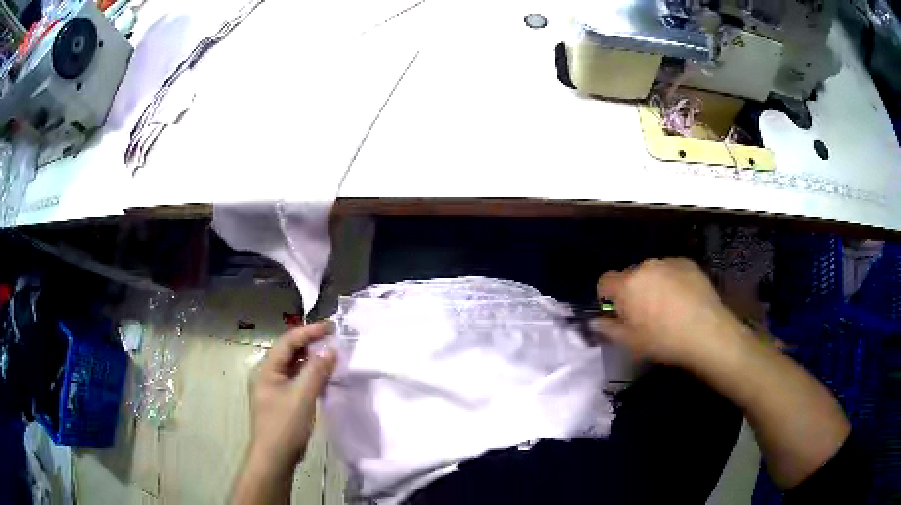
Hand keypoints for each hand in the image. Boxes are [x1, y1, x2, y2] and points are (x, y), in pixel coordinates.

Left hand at [248, 322, 336, 472]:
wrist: (275, 457)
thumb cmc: (285, 425)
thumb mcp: (302, 396)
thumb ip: (316, 371)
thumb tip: (330, 349)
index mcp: (266, 369)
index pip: (288, 342)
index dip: (309, 332)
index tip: (331, 326)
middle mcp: (267, 374)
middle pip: (289, 352)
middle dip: (311, 344)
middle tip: (333, 338)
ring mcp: (274, 388)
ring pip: (294, 366)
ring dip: (312, 360)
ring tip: (332, 355)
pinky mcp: (282, 400)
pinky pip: (297, 380)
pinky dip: (310, 375)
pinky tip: (324, 376)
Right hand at [593, 258, 743, 369]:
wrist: (707, 332)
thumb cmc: (665, 341)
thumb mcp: (632, 342)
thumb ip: (609, 329)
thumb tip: (595, 321)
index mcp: (628, 285)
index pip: (604, 282)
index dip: (606, 297)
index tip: (616, 312)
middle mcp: (646, 267)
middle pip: (630, 277)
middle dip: (632, 292)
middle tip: (644, 315)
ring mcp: (669, 262)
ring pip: (652, 272)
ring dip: (652, 285)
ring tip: (667, 307)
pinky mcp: (688, 263)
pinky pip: (671, 270)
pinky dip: (671, 281)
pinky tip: (683, 300)